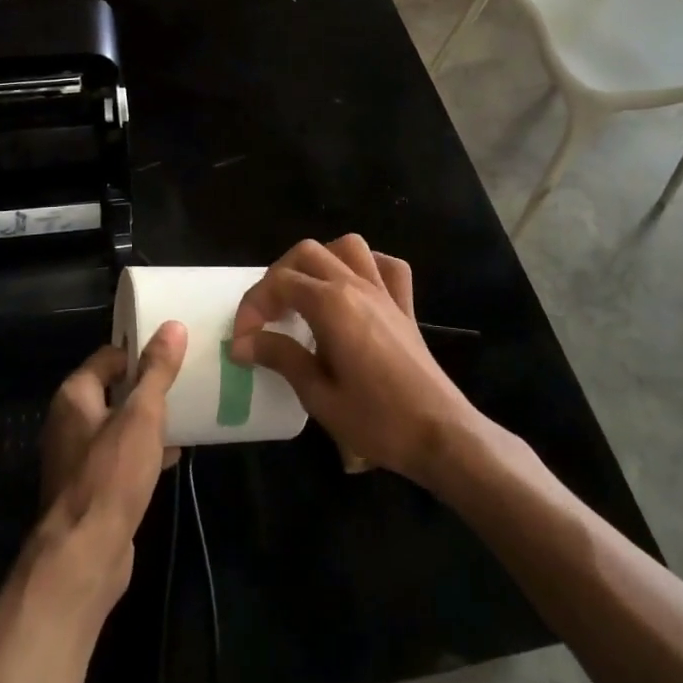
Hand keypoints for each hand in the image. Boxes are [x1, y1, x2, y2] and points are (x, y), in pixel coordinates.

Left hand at [37, 323, 185, 608]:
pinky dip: (145, 450)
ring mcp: (79, 456)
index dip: (141, 352)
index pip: (110, 356)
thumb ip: (157, 371)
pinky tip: (174, 454)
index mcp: (75, 395)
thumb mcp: (142, 415)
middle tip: (187, 381)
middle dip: (149, 387)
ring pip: (120, 424)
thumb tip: (173, 326)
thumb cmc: (112, 474)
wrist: (85, 554)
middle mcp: (70, 421)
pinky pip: (122, 455)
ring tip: (188, 413)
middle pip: (115, 389)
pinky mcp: (92, 486)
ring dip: (149, 420)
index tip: (176, 354)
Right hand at [230, 236, 481, 487]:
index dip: (253, 306)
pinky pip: (387, 267)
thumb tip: (241, 342)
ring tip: (305, 295)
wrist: (441, 434)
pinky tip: (354, 290)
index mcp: (332, 305)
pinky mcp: (405, 307)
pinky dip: (367, 267)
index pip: (279, 283)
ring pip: (347, 247)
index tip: (241, 340)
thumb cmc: (376, 420)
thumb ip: (281, 358)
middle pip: (307, 253)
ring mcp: (385, 292)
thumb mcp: (318, 395)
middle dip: (278, 277)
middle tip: (267, 316)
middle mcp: (357, 286)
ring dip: (320, 262)